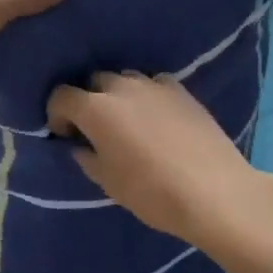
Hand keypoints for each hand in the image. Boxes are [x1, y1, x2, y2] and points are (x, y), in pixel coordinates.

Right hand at [46, 73, 263, 245]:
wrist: (215, 193)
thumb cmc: (153, 193)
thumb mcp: (109, 183)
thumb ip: (87, 158)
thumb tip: (80, 146)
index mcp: (96, 109)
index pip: (61, 96)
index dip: (57, 114)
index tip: (65, 135)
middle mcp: (121, 87)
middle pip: (93, 81)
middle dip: (88, 101)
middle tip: (96, 129)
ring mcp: (153, 85)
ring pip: (124, 79)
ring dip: (118, 95)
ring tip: (128, 121)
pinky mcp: (181, 90)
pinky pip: (153, 84)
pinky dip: (147, 95)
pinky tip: (156, 117)